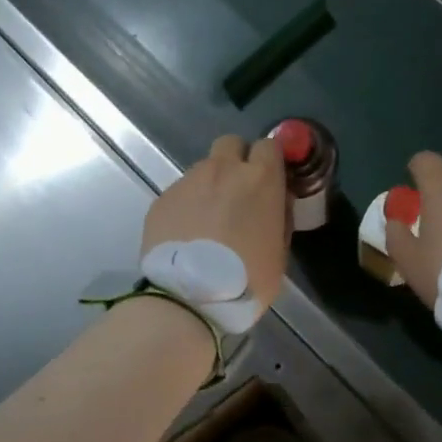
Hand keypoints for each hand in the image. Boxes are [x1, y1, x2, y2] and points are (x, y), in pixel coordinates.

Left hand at [142, 134, 289, 313]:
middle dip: (236, 161)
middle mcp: (222, 170)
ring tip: (207, 222)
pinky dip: (186, 207)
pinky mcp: (161, 199)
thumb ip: (280, 217)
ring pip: (203, 169)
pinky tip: (186, 235)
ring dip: (209, 186)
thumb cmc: (246, 280)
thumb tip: (277, 202)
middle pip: (230, 144)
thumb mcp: (279, 252)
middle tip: (237, 193)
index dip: (268, 161)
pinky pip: (180, 193)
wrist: (188, 298)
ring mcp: (188, 182)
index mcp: (260, 179)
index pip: (268, 145)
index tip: (269, 180)